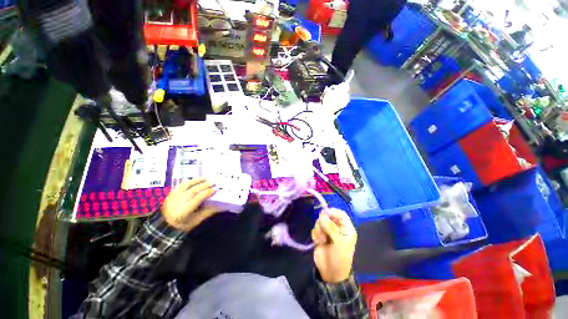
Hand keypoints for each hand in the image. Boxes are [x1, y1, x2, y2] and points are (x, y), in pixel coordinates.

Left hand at [161, 178, 218, 231]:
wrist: (164, 226)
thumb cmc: (183, 225)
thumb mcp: (197, 221)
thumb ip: (208, 212)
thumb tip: (220, 205)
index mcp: (184, 210)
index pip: (198, 198)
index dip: (208, 192)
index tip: (216, 189)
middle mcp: (178, 202)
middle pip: (193, 190)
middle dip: (204, 185)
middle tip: (214, 182)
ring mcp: (173, 197)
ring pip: (186, 185)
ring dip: (197, 181)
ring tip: (206, 179)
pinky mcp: (170, 194)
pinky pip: (180, 185)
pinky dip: (189, 182)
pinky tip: (195, 180)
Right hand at [311, 209, 356, 282]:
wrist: (330, 273)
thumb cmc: (339, 258)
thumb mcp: (339, 243)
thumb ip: (331, 227)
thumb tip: (323, 214)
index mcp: (346, 228)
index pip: (340, 213)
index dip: (333, 211)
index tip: (324, 214)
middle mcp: (337, 228)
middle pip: (328, 216)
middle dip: (323, 223)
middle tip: (324, 233)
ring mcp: (328, 231)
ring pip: (320, 221)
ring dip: (319, 230)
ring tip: (322, 240)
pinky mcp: (320, 235)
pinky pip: (315, 228)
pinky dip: (315, 234)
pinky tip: (318, 242)